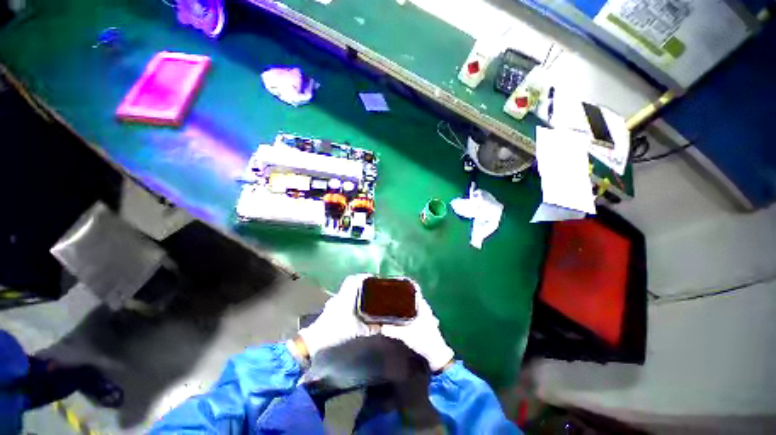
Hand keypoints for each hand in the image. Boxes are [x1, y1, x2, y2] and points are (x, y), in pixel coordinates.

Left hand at [297, 274, 374, 358]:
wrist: (316, 338)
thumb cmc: (337, 330)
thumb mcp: (357, 331)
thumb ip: (371, 328)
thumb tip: (382, 326)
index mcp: (347, 296)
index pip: (355, 279)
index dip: (364, 276)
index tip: (373, 277)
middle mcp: (340, 295)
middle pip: (350, 280)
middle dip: (360, 279)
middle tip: (370, 283)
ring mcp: (334, 300)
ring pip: (346, 287)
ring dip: (354, 287)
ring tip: (363, 293)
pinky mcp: (331, 306)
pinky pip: (342, 295)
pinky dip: (349, 295)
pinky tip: (353, 304)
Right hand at [380, 284, 453, 371]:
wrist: (437, 353)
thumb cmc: (424, 340)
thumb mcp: (407, 335)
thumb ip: (393, 330)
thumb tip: (380, 326)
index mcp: (422, 305)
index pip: (415, 288)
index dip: (407, 282)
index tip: (397, 279)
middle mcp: (424, 306)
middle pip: (413, 293)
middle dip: (403, 290)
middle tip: (391, 290)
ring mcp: (424, 312)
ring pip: (413, 301)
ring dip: (405, 299)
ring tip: (393, 299)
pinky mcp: (423, 319)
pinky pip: (414, 307)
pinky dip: (407, 306)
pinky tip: (400, 311)